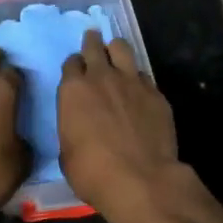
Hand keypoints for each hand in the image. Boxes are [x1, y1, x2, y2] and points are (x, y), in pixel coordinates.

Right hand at [58, 30, 222, 222]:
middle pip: (94, 46)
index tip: (76, 71)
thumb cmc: (94, 173)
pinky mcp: (156, 93)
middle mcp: (101, 77)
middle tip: (93, 41)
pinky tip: (138, 89)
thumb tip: (77, 125)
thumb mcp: (67, 153)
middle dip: (92, 42)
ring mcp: (132, 82)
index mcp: (73, 90)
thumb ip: (71, 127)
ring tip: (116, 54)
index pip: (71, 64)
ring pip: (122, 48)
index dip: (73, 66)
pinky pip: (144, 75)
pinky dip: (138, 78)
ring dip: (115, 49)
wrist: (142, 181)